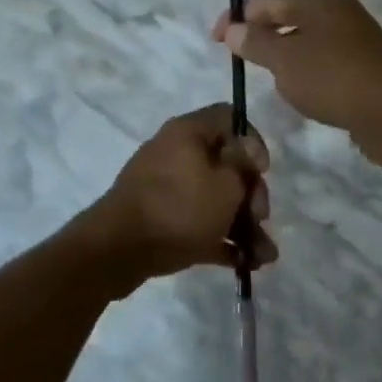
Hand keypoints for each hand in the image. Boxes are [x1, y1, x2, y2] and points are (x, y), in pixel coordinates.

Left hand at [81, 104, 275, 289]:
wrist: (117, 251)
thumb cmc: (179, 209)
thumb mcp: (226, 185)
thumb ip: (244, 166)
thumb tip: (246, 148)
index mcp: (188, 133)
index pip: (228, 117)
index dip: (252, 140)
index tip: (261, 170)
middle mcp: (176, 154)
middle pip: (226, 165)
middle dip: (250, 195)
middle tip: (260, 217)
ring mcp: (166, 189)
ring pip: (215, 200)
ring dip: (243, 225)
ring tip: (265, 257)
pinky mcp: (160, 221)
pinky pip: (199, 224)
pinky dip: (221, 239)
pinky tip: (247, 264)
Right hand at [213, 0, 381, 147]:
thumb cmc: (334, 78)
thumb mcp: (285, 60)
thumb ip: (255, 43)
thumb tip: (233, 29)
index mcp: (320, 1)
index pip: (267, 0)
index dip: (237, 17)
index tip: (216, 41)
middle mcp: (340, 12)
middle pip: (288, 17)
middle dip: (261, 36)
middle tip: (240, 60)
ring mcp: (356, 39)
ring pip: (306, 41)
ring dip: (284, 56)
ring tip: (270, 78)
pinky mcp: (365, 66)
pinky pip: (324, 62)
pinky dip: (306, 72)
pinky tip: (303, 92)